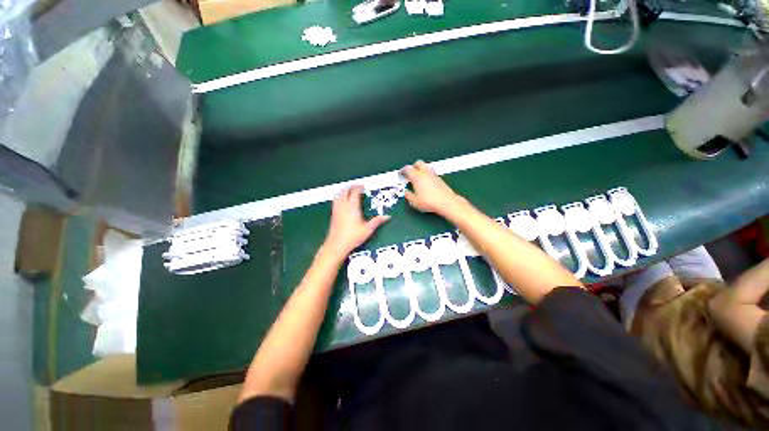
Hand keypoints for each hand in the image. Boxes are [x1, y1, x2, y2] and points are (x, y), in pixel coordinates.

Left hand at [322, 185, 389, 256]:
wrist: (337, 244)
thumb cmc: (353, 237)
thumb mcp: (368, 229)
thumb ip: (377, 221)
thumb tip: (387, 216)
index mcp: (352, 207)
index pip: (355, 192)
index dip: (359, 187)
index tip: (363, 186)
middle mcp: (343, 206)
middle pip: (345, 191)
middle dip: (351, 187)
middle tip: (357, 186)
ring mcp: (336, 209)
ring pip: (338, 195)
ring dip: (343, 190)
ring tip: (348, 190)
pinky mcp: (333, 214)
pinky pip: (335, 200)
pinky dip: (339, 196)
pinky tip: (342, 200)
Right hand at [402, 161, 464, 216]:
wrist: (446, 203)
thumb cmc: (430, 201)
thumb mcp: (414, 201)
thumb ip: (408, 195)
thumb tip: (407, 193)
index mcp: (417, 176)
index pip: (407, 168)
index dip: (403, 170)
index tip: (401, 174)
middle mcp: (425, 173)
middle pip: (418, 163)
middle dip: (413, 167)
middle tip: (410, 173)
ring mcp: (434, 175)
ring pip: (426, 167)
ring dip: (421, 170)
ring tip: (418, 178)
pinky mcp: (440, 179)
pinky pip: (432, 174)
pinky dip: (428, 176)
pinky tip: (426, 183)